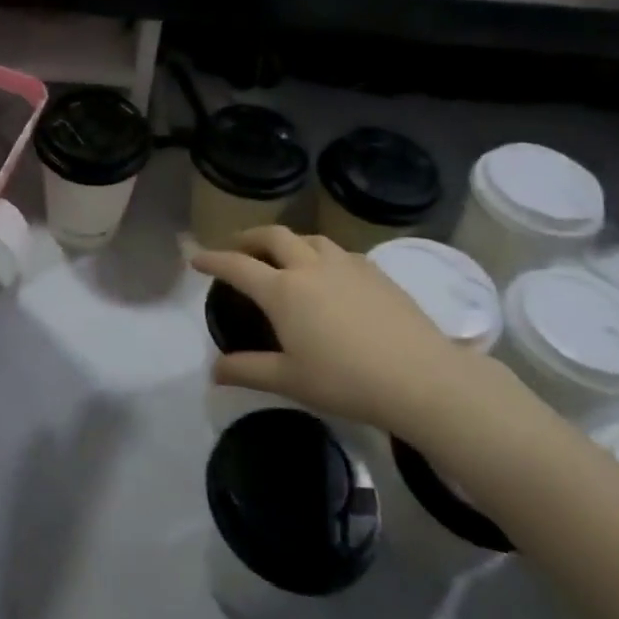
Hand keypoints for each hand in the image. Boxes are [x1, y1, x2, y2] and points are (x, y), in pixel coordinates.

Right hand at [193, 226, 509, 445]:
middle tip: (238, 247)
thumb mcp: (290, 380)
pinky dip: (320, 253)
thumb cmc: (347, 381)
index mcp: (283, 291)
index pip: (237, 266)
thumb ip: (248, 370)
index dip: (213, 260)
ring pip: (308, 238)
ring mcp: (346, 265)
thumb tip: (213, 371)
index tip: (196, 257)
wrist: (421, 378)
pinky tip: (328, 272)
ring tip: (282, 255)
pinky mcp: (375, 272)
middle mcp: (310, 267)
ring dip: (287, 241)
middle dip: (249, 237)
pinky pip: (338, 251)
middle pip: (272, 237)